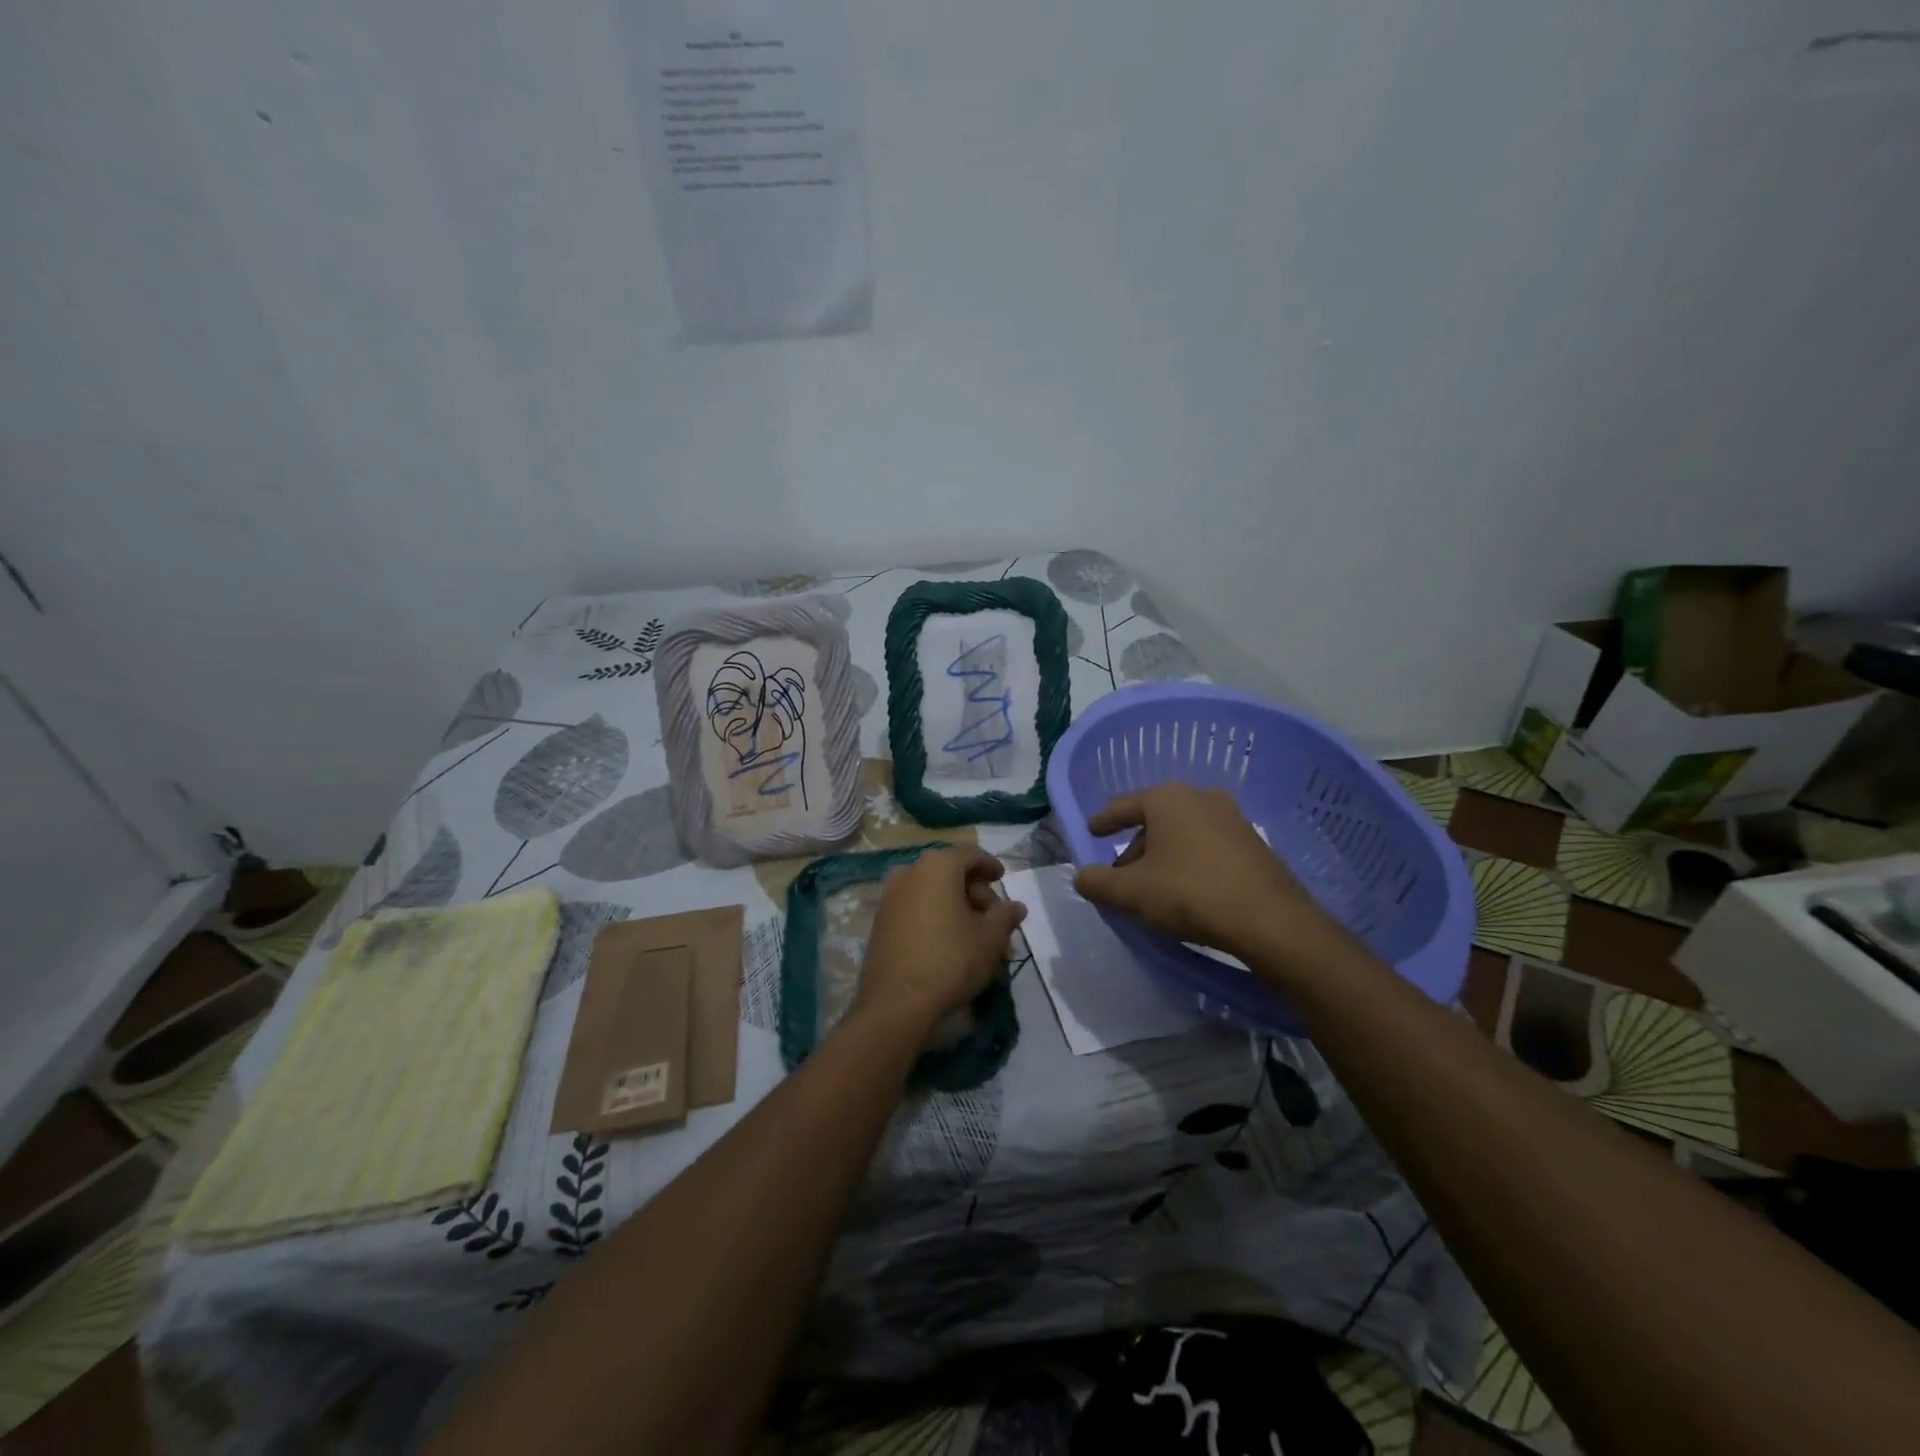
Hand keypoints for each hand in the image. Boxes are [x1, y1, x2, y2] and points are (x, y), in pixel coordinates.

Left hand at [855, 847, 1026, 1036]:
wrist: (896, 1003)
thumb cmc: (951, 960)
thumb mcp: (990, 938)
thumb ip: (1005, 915)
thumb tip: (1016, 906)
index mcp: (937, 866)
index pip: (971, 855)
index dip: (990, 866)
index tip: (1002, 879)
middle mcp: (909, 872)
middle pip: (950, 873)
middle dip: (975, 894)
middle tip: (994, 920)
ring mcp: (890, 897)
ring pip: (932, 893)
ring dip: (956, 908)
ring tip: (975, 936)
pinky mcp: (880, 922)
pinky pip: (915, 909)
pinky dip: (935, 917)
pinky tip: (949, 943)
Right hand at [1073, 783, 1338, 965]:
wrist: (1270, 920)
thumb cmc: (1190, 894)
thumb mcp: (1131, 893)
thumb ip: (1097, 882)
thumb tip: (1082, 877)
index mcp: (1167, 798)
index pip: (1123, 806)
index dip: (1103, 821)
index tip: (1092, 832)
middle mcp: (1200, 797)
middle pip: (1154, 821)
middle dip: (1135, 847)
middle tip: (1122, 877)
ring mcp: (1232, 817)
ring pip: (1182, 833)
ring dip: (1163, 856)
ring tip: (1154, 889)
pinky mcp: (1253, 842)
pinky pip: (1207, 846)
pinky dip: (1190, 862)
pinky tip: (1188, 891)